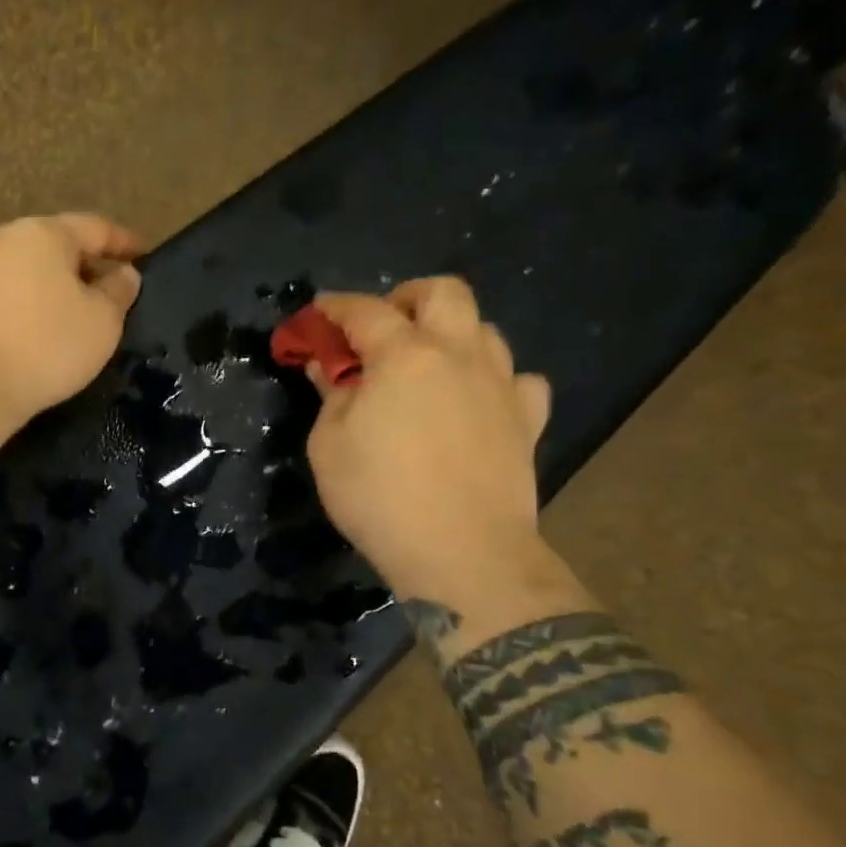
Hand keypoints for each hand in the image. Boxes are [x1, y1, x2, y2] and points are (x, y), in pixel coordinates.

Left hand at [0, 214, 144, 423]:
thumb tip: (123, 274)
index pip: (94, 227)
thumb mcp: (101, 324)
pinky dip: (14, 307)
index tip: (144, 255)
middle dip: (79, 265)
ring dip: (42, 286)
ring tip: (62, 315)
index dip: (124, 242)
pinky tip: (23, 334)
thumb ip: (118, 292)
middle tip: (102, 291)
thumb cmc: (43, 348)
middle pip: (50, 245)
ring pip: (17, 270)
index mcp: (41, 233)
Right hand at [305, 278, 555, 607]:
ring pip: (485, 329)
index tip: (317, 313)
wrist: (463, 553)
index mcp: (404, 357)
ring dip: (450, 334)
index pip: (365, 311)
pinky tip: (476, 401)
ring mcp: (501, 385)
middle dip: (407, 298)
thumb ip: (330, 397)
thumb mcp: (329, 446)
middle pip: (444, 293)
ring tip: (426, 365)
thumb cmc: (380, 497)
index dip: (335, 307)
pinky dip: (494, 380)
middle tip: (382, 327)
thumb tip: (329, 369)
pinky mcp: (528, 420)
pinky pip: (519, 379)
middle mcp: (459, 355)